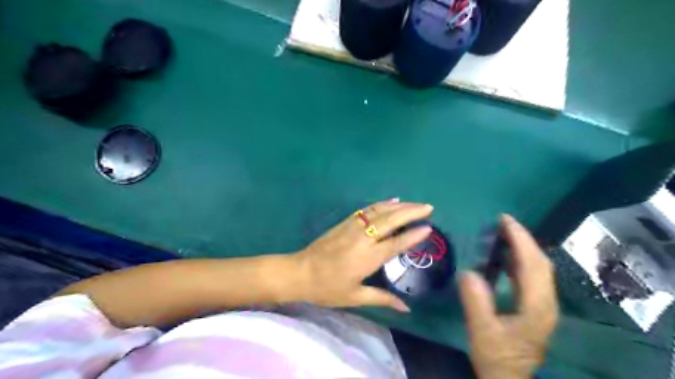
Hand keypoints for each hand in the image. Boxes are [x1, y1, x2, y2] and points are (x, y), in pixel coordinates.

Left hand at [295, 198, 431, 309]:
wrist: (300, 272)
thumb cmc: (327, 288)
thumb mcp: (355, 297)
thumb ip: (382, 299)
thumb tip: (406, 308)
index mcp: (367, 258)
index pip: (396, 244)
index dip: (413, 235)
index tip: (429, 227)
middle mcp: (363, 238)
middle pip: (390, 221)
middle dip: (411, 212)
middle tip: (429, 207)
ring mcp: (353, 227)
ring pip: (379, 211)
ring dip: (399, 205)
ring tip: (415, 203)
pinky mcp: (345, 222)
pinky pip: (366, 209)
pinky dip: (381, 204)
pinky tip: (391, 201)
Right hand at [459, 215, 559, 378]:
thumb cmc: (496, 357)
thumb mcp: (482, 332)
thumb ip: (477, 303)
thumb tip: (469, 272)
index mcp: (536, 306)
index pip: (532, 265)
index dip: (520, 239)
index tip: (504, 220)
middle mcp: (546, 302)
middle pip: (541, 263)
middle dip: (523, 238)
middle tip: (502, 221)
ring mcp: (543, 305)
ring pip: (539, 268)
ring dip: (523, 247)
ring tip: (504, 233)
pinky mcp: (536, 307)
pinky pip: (532, 275)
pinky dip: (521, 260)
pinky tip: (506, 257)